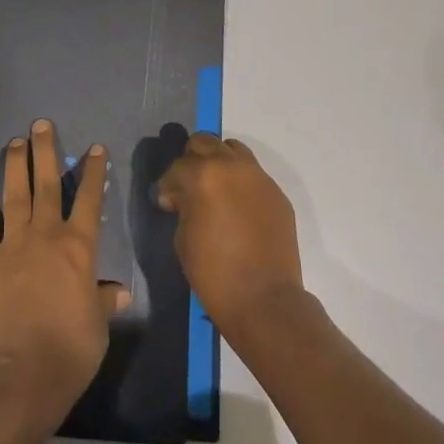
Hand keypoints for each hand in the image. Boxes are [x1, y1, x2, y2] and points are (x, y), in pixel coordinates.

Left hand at [0, 120, 129, 425]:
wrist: (23, 372)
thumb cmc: (70, 349)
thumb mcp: (98, 326)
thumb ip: (103, 300)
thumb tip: (118, 291)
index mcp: (78, 246)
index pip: (89, 198)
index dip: (93, 171)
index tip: (94, 147)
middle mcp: (46, 235)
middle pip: (48, 182)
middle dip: (46, 150)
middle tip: (41, 124)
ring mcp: (13, 244)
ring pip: (16, 194)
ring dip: (16, 166)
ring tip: (15, 142)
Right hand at [155, 134, 304, 341]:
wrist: (265, 301)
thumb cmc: (214, 273)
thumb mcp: (183, 238)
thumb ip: (183, 206)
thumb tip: (183, 198)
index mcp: (204, 175)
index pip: (178, 167)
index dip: (168, 185)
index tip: (166, 203)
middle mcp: (232, 166)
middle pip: (205, 143)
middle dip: (192, 161)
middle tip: (188, 187)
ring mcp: (259, 177)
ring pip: (233, 150)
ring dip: (219, 162)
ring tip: (215, 189)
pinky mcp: (277, 193)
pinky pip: (254, 175)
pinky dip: (241, 182)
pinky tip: (238, 208)